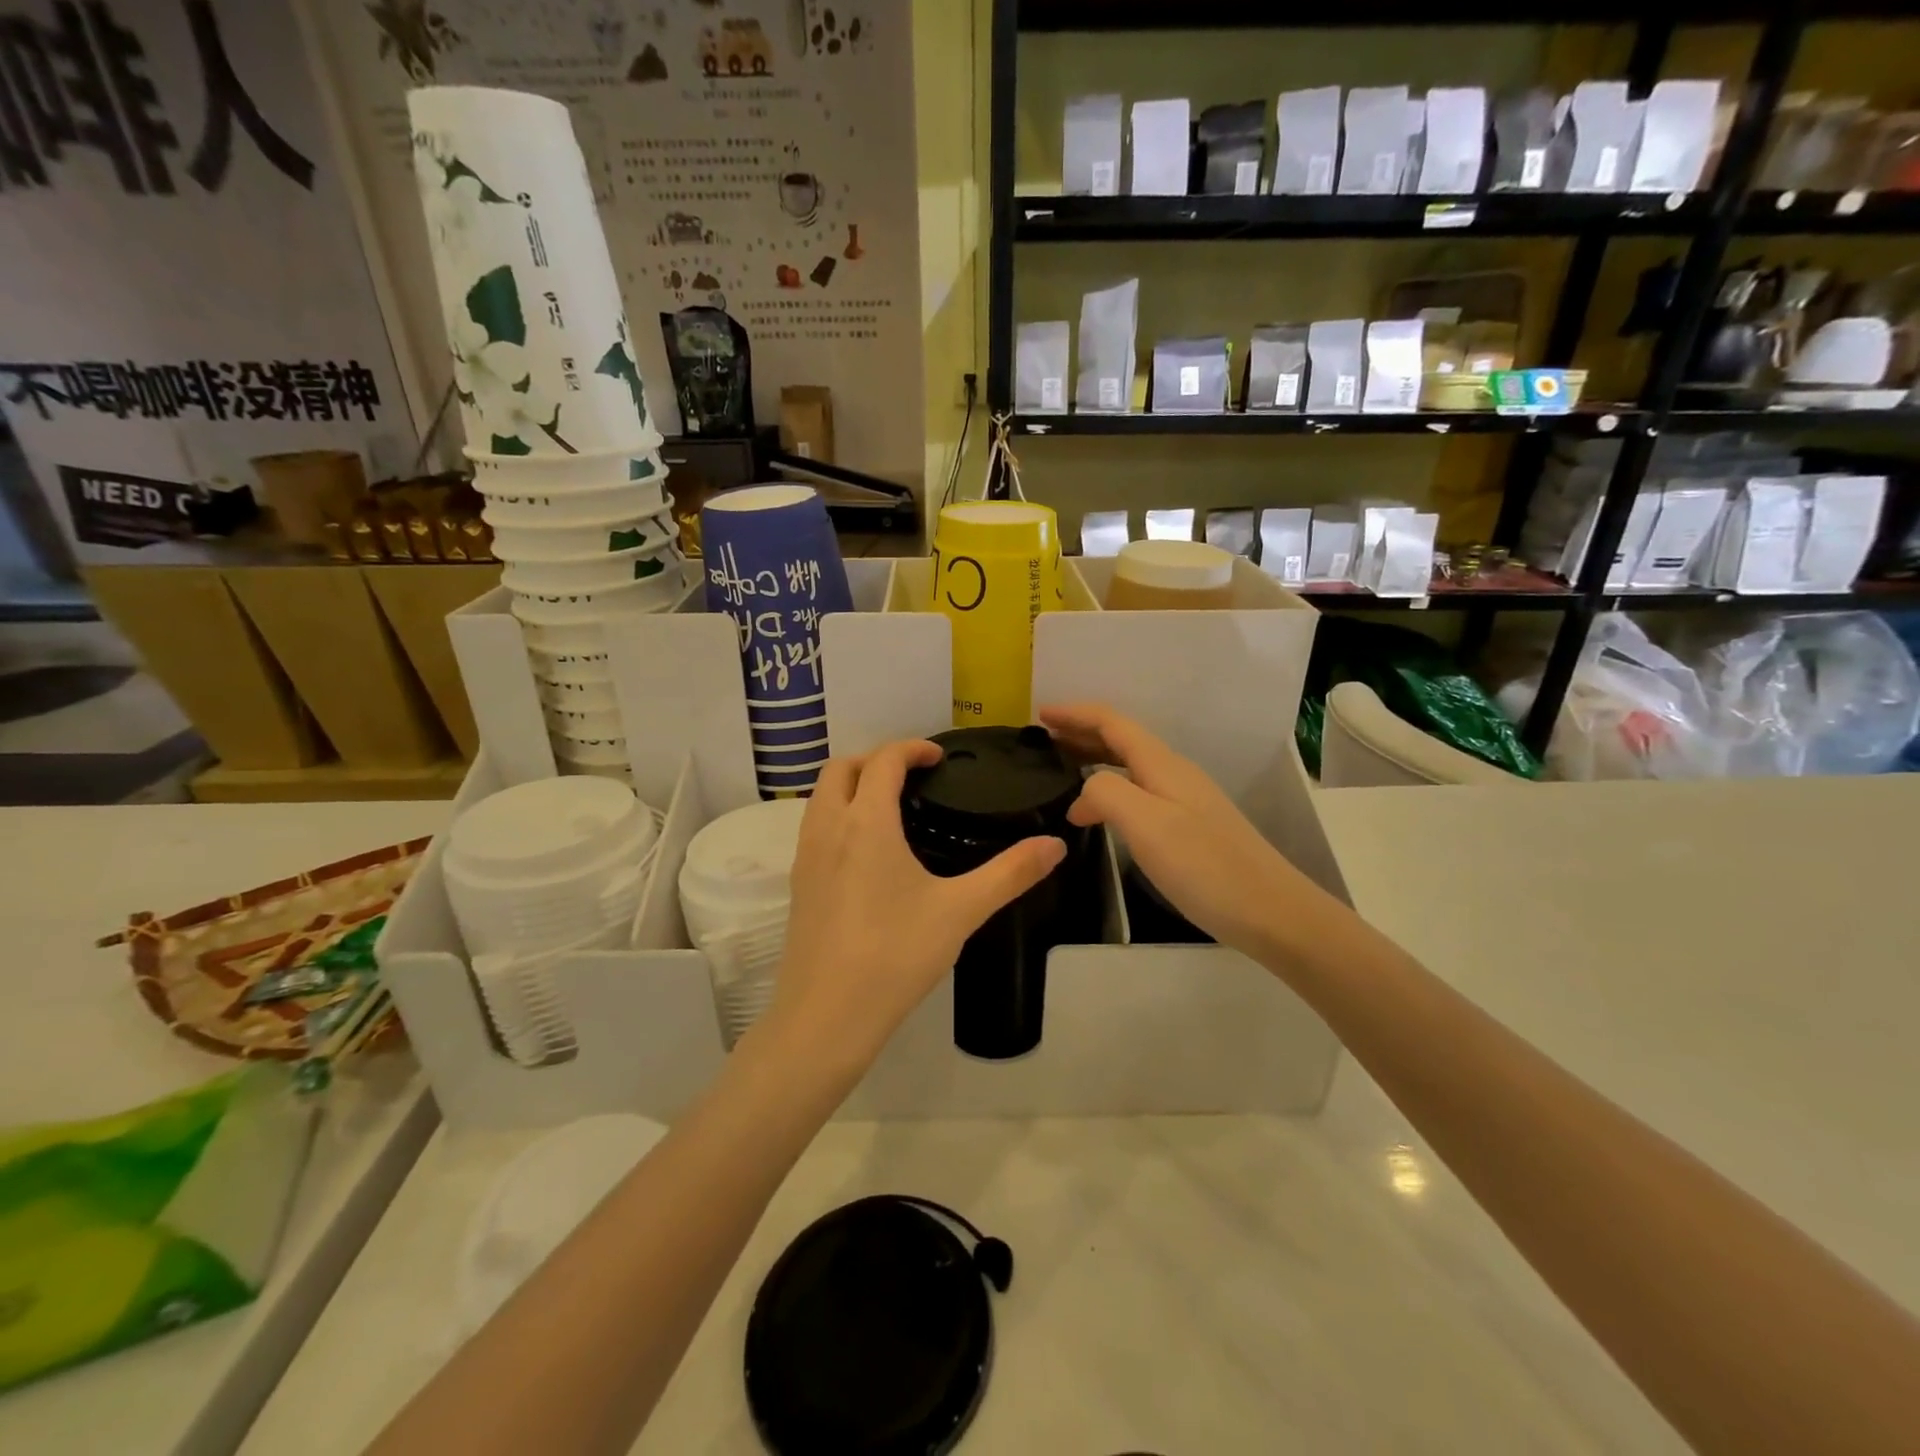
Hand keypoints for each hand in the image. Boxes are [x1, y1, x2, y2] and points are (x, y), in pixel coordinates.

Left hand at [767, 739, 1065, 1068]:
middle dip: (875, 759)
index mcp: (865, 822)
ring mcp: (804, 857)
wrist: (827, 1017)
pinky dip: (838, 815)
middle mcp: (827, 828)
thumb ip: (1010, 873)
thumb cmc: (895, 955)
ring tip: (892, 808)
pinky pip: (814, 827)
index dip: (911, 748)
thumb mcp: (961, 911)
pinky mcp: (797, 885)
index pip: (883, 760)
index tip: (939, 757)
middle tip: (913, 777)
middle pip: (840, 768)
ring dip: (851, 785)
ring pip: (821, 797)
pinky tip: (867, 853)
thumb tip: (1055, 844)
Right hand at [1040, 703, 1316, 957]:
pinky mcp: (1189, 826)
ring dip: (1094, 759)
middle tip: (1043, 742)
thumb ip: (1106, 794)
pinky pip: (1139, 790)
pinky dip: (1110, 788)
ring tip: (1062, 770)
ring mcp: (1185, 800)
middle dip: (1081, 733)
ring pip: (1130, 766)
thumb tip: (1082, 795)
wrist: (1271, 912)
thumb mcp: (1146, 825)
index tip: (1039, 715)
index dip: (1075, 714)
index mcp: (1162, 765)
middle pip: (1122, 739)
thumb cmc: (1205, 866)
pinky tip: (1100, 812)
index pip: (1112, 723)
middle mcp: (1174, 774)